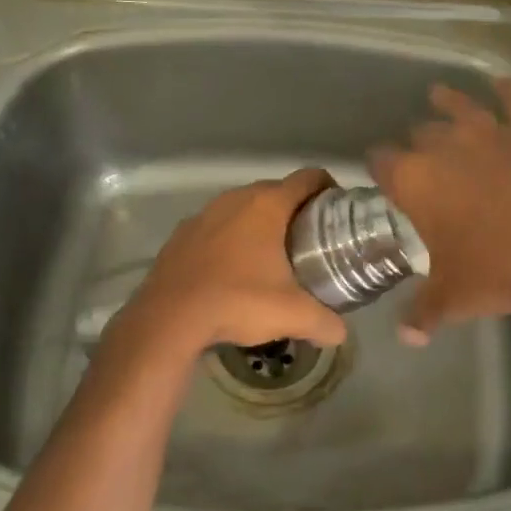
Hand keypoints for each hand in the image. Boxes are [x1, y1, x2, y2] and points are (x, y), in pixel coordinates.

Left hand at [116, 168, 347, 356]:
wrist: (169, 318)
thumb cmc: (237, 301)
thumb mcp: (292, 315)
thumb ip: (325, 323)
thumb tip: (341, 333)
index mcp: (267, 205)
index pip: (309, 177)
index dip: (328, 188)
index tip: (337, 211)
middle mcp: (235, 198)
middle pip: (276, 191)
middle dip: (296, 209)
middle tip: (311, 239)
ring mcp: (204, 213)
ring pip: (243, 208)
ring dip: (260, 223)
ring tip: (273, 255)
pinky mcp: (182, 233)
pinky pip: (216, 226)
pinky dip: (230, 238)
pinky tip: (233, 269)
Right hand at [369, 79, 510, 341]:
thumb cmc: (500, 271)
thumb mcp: (455, 298)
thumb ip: (424, 312)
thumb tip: (407, 336)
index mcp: (415, 180)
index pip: (381, 162)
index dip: (379, 168)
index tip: (381, 175)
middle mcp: (446, 146)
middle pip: (420, 133)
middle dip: (416, 142)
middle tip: (419, 155)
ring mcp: (493, 131)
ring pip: (461, 106)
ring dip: (448, 102)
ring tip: (439, 95)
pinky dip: (510, 90)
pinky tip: (505, 82)